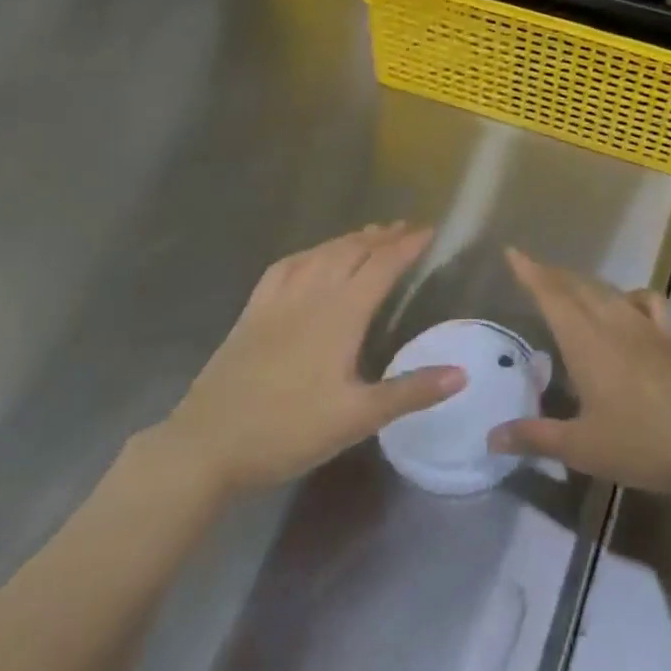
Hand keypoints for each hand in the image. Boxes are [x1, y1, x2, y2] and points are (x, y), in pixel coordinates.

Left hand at [153, 223, 464, 496]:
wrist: (208, 443)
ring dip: (349, 239)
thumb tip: (462, 373)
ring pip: (320, 254)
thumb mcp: (357, 417)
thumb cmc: (288, 430)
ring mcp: (278, 300)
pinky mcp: (253, 311)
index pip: (382, 266)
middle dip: (382, 236)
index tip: (430, 229)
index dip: (408, 245)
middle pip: (352, 251)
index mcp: (341, 313)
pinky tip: (310, 257)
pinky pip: (285, 267)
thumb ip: (410, 392)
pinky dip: (308, 253)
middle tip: (406, 227)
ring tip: (369, 234)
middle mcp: (312, 294)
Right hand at [488, 250, 670, 497]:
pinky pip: (648, 301)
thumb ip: (535, 437)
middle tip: (533, 272)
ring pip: (609, 291)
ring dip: (585, 285)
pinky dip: (631, 295)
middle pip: (578, 287)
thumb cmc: (643, 444)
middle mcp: (614, 322)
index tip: (513, 252)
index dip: (530, 272)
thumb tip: (491, 436)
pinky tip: (629, 306)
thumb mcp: (583, 449)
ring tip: (572, 289)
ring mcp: (648, 325)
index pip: (552, 295)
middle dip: (553, 276)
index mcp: (586, 341)